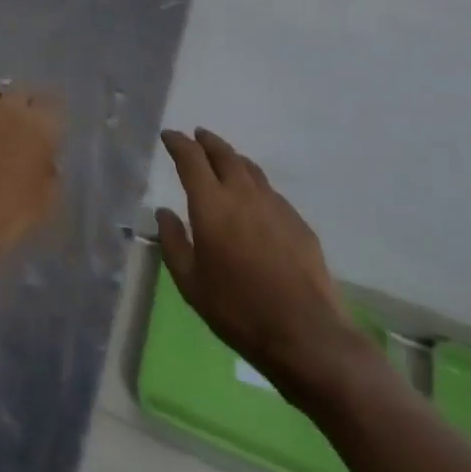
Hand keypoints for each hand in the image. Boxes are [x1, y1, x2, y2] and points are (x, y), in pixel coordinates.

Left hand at [0, 89, 61, 271]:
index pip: (54, 104)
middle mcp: (9, 106)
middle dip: (24, 106)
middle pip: (22, 93)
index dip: (51, 117)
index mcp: (39, 124)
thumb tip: (45, 160)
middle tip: (21, 127)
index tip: (49, 130)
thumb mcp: (46, 201)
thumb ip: (50, 172)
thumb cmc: (9, 215)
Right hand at [157, 128, 375, 405]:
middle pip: (224, 153)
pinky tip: (255, 201)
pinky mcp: (298, 222)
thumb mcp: (191, 284)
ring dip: (233, 159)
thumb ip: (173, 242)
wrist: (306, 336)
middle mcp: (242, 194)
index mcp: (211, 203)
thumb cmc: (238, 310)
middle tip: (198, 136)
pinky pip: (270, 192)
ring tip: (225, 161)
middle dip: (208, 142)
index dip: (178, 142)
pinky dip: (255, 186)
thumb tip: (164, 212)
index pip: (191, 158)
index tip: (169, 136)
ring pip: (250, 168)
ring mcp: (275, 205)